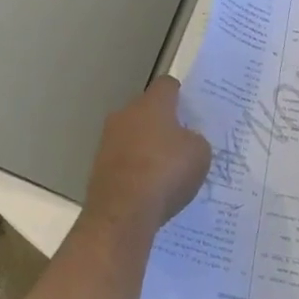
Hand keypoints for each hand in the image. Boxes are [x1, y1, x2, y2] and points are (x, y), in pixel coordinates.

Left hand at [81, 76, 211, 238]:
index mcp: (152, 103)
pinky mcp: (98, 166)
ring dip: (145, 148)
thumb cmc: (166, 172)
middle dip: (162, 124)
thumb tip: (185, 141)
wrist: (122, 212)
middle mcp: (126, 113)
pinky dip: (134, 170)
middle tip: (180, 145)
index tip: (190, 112)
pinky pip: (123, 160)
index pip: (167, 85)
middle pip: (147, 110)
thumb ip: (195, 140)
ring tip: (164, 173)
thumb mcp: (199, 154)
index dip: (180, 96)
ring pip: (132, 135)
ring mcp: (108, 139)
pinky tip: (147, 191)